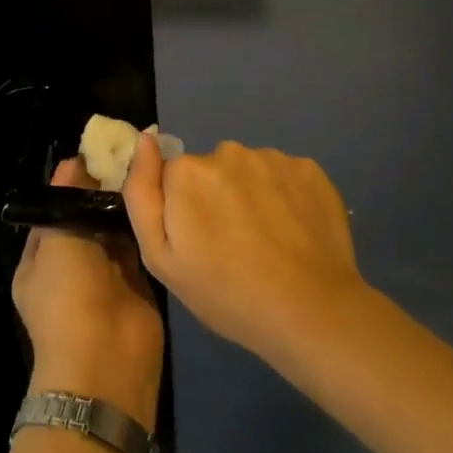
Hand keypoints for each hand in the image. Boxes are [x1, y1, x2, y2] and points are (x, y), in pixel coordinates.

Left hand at [13, 157, 164, 429]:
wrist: (107, 364)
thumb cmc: (69, 298)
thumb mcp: (56, 241)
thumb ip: (66, 200)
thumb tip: (75, 161)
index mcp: (40, 259)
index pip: (54, 209)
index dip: (72, 182)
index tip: (98, 151)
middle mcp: (71, 265)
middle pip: (86, 217)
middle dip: (103, 190)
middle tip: (128, 152)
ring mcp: (105, 276)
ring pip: (114, 230)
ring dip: (125, 205)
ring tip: (147, 165)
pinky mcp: (136, 284)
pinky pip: (138, 246)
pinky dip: (145, 225)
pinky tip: (159, 194)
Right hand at [124, 137, 365, 364]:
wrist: (311, 313)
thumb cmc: (226, 293)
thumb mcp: (161, 258)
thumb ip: (141, 193)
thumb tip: (145, 140)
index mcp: (187, 171)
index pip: (173, 176)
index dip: (182, 209)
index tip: (199, 241)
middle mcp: (227, 151)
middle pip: (211, 170)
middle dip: (216, 198)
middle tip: (232, 246)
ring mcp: (272, 157)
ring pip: (249, 172)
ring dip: (251, 196)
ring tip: (266, 242)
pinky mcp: (310, 169)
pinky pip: (284, 176)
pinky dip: (285, 197)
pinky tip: (293, 232)